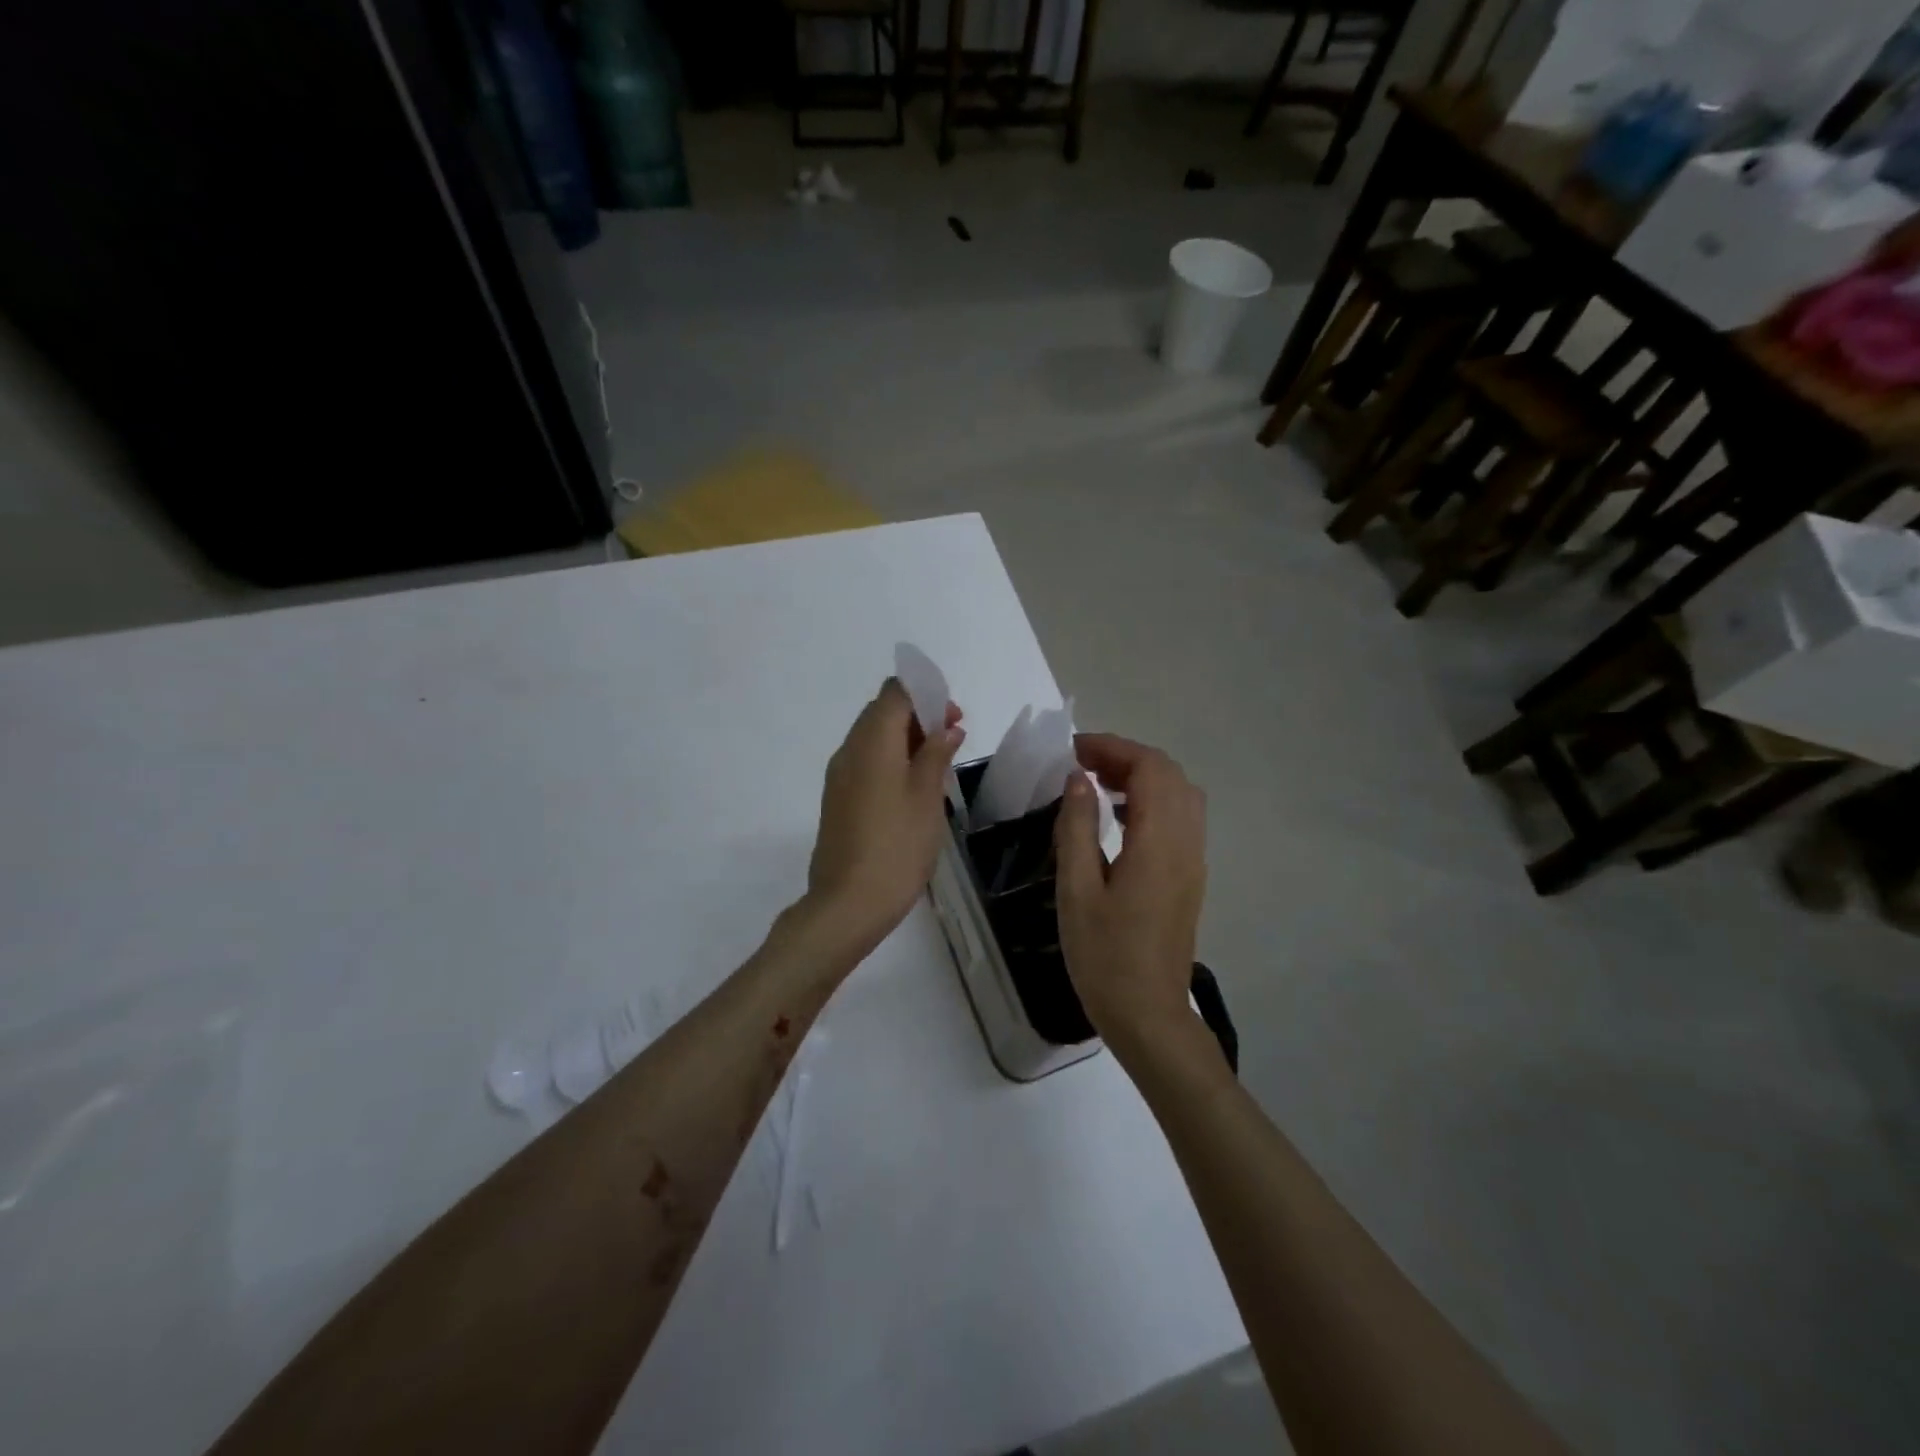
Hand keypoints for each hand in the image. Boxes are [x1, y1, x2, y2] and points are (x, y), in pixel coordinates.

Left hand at [803, 678, 964, 963]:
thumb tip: (946, 728)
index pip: (895, 692)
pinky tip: (913, 787)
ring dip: (905, 739)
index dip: (926, 695)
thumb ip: (936, 754)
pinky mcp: (838, 799)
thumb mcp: (927, 797)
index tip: (953, 718)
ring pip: (873, 737)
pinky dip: (890, 760)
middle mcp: (849, 749)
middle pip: (882, 712)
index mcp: (872, 741)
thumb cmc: (897, 846)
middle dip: (918, 716)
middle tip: (952, 739)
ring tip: (938, 765)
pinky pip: (865, 762)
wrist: (849, 903)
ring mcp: (839, 776)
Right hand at [1053, 734, 1206, 1054]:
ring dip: (1141, 777)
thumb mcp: (1077, 890)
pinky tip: (1117, 819)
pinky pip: (1180, 818)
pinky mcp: (1190, 877)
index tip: (1073, 751)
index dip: (1113, 748)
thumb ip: (1077, 828)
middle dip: (1126, 757)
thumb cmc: (1105, 957)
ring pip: (1180, 794)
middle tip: (1080, 765)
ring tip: (1096, 785)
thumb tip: (1078, 779)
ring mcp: (1194, 860)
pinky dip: (1151, 801)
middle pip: (1169, 774)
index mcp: (1159, 842)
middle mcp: (1186, 843)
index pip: (1150, 768)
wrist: (1149, 1016)